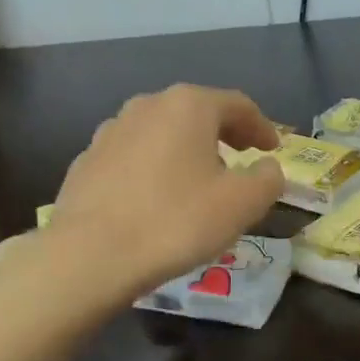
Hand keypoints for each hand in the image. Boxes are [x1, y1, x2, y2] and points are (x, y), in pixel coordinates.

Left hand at [42, 84, 285, 297]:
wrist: (91, 255)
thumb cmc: (177, 221)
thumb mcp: (242, 204)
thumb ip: (267, 179)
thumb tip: (267, 168)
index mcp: (188, 106)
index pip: (238, 105)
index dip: (261, 127)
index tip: (273, 150)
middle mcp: (147, 106)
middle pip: (197, 113)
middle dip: (223, 135)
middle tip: (240, 160)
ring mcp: (110, 131)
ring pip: (162, 134)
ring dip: (186, 151)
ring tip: (198, 181)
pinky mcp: (86, 161)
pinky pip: (134, 158)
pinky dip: (154, 169)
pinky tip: (157, 198)